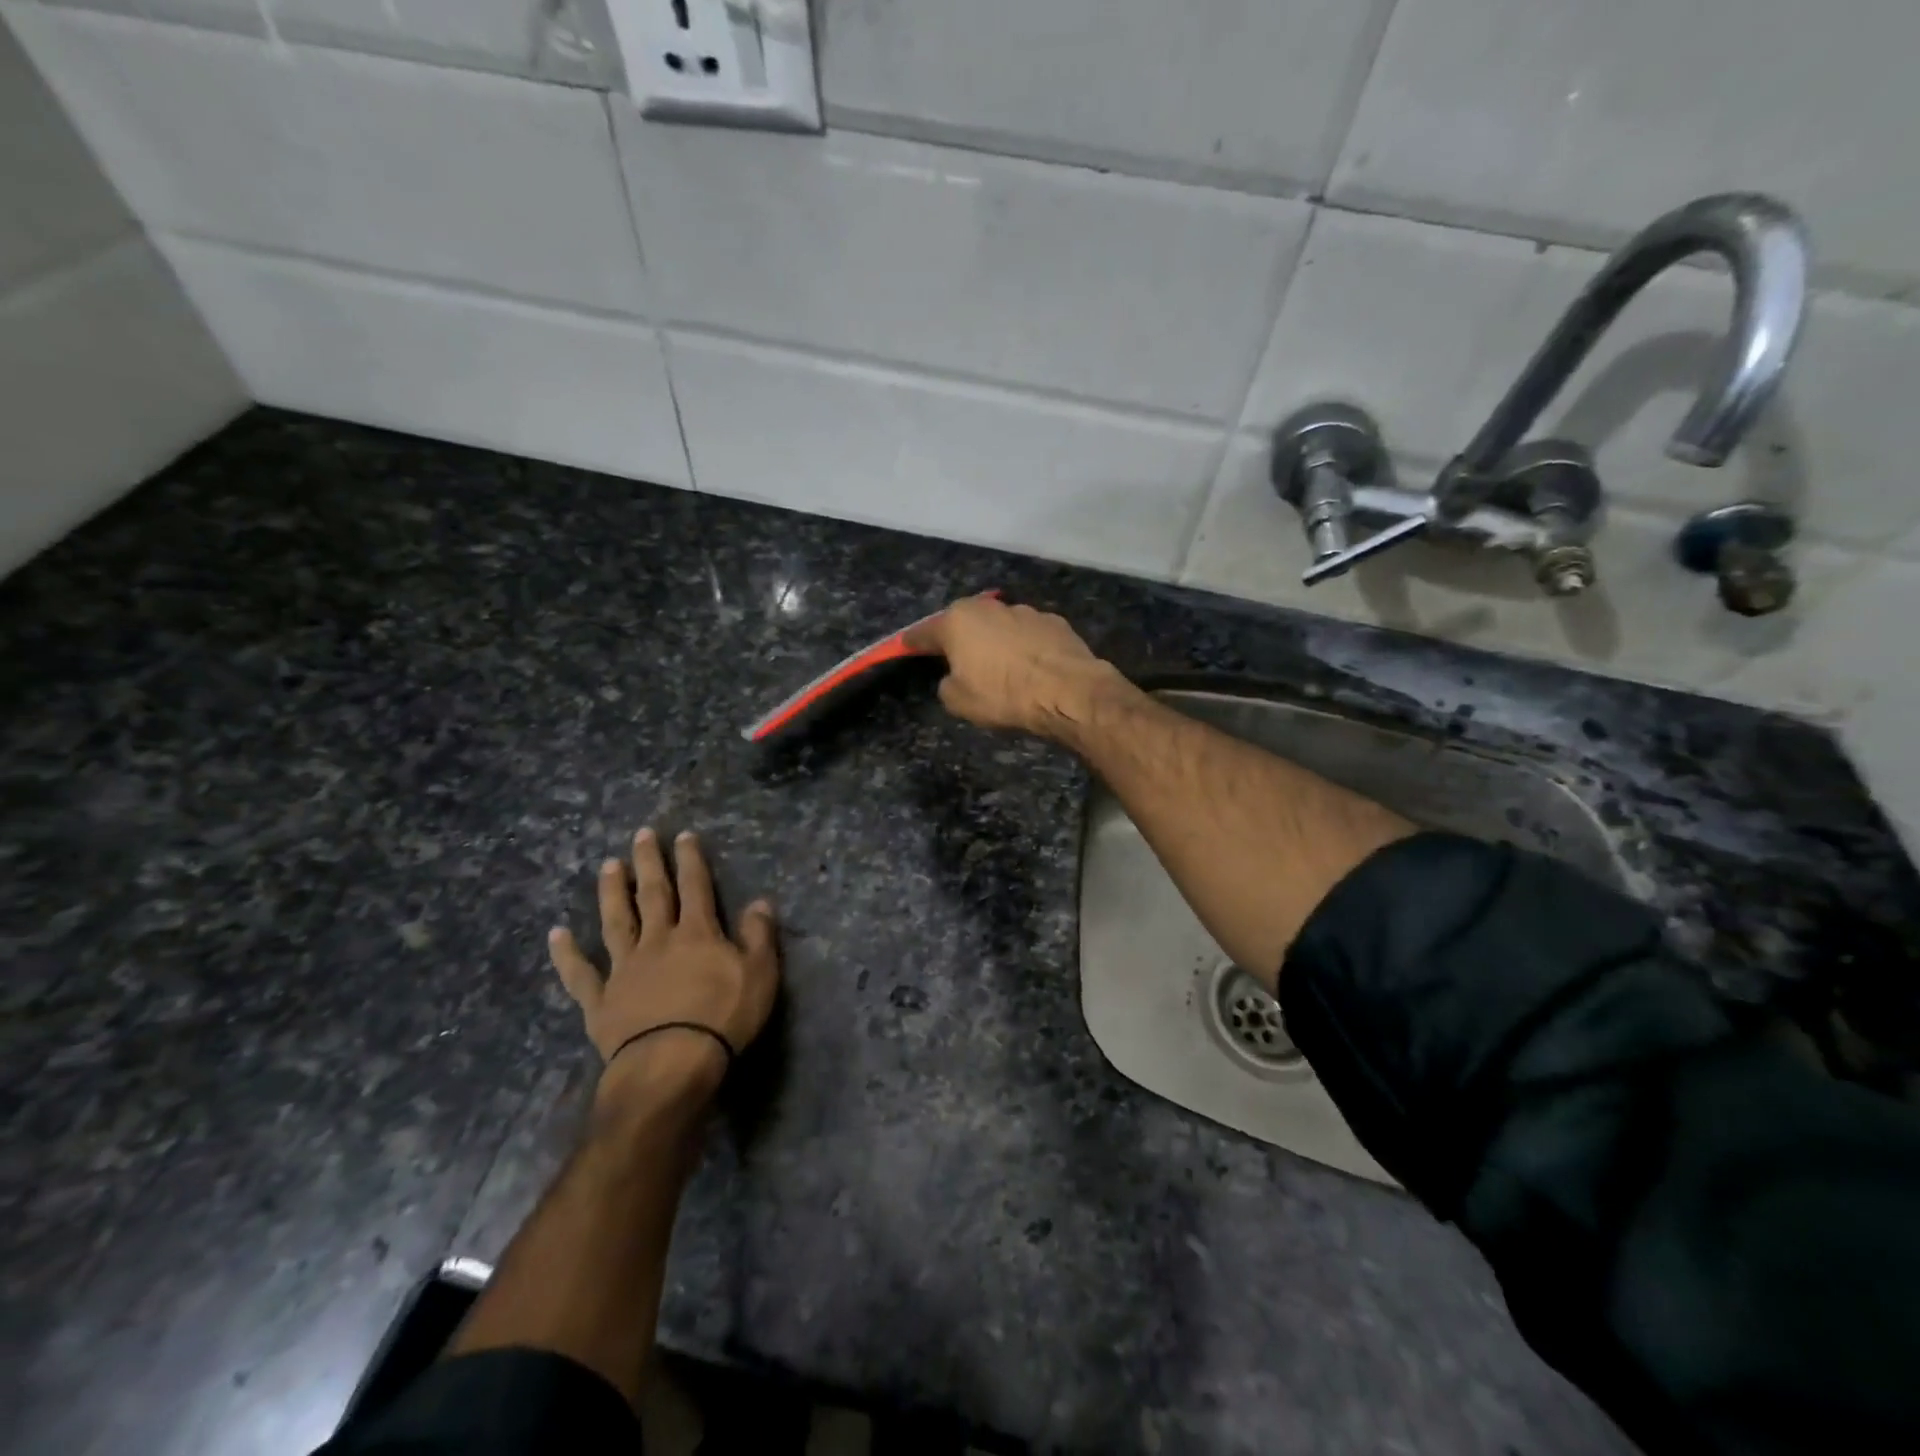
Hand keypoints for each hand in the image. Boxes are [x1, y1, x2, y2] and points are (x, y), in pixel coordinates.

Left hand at [548, 829, 779, 1096]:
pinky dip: (567, 954)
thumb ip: (759, 936)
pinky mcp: (601, 1000)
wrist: (670, 1064)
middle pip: (653, 894)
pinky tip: (557, 934)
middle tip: (641, 834)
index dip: (690, 860)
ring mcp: (624, 969)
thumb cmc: (722, 1018)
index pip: (695, 887)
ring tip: (607, 866)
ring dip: (612, 893)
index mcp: (697, 934)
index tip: (683, 836)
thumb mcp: (760, 975)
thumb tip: (760, 901)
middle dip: (649, 863)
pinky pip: (580, 974)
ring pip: (616, 922)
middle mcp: (658, 941)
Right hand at [905, 595, 1117, 738]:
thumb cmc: (1003, 695)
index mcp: (958, 622)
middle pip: (964, 623)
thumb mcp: (959, 701)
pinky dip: (1025, 647)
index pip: (924, 632)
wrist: (1068, 690)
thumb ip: (948, 684)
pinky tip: (1031, 667)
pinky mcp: (1054, 622)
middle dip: (959, 638)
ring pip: (999, 626)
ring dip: (995, 642)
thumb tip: (955, 677)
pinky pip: (1029, 635)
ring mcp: (1025, 611)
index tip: (906, 647)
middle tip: (958, 660)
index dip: (913, 643)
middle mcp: (989, 608)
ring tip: (1002, 668)